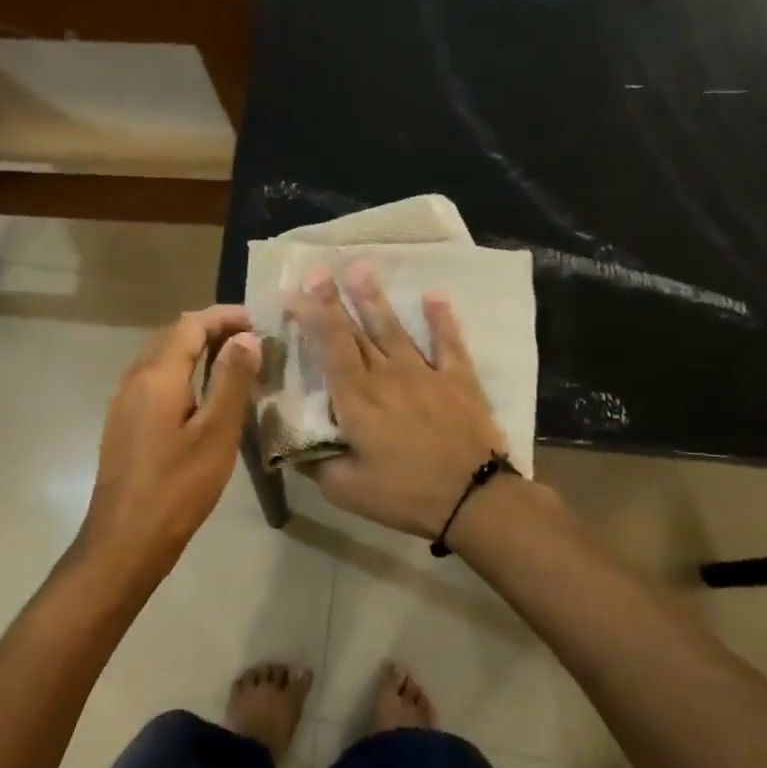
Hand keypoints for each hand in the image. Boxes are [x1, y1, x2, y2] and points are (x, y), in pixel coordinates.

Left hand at [77, 306, 261, 587]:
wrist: (126, 538)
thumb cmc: (178, 486)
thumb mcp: (217, 433)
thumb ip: (232, 380)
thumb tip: (245, 337)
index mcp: (157, 375)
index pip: (190, 324)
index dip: (224, 316)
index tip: (258, 320)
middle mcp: (134, 378)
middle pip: (172, 336)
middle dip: (211, 330)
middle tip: (251, 340)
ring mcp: (123, 401)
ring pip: (161, 358)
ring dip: (195, 351)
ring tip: (233, 363)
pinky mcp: (122, 422)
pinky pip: (153, 381)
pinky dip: (181, 374)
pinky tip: (202, 396)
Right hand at [284, 265, 505, 537]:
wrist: (475, 499)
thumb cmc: (406, 495)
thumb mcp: (346, 490)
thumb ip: (316, 463)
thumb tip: (291, 447)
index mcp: (357, 399)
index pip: (329, 347)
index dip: (311, 316)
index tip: (294, 293)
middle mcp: (387, 376)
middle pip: (356, 331)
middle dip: (334, 299)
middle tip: (317, 270)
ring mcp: (426, 374)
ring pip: (394, 329)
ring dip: (376, 299)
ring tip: (362, 268)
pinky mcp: (459, 380)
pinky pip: (448, 344)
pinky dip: (441, 319)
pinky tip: (434, 295)